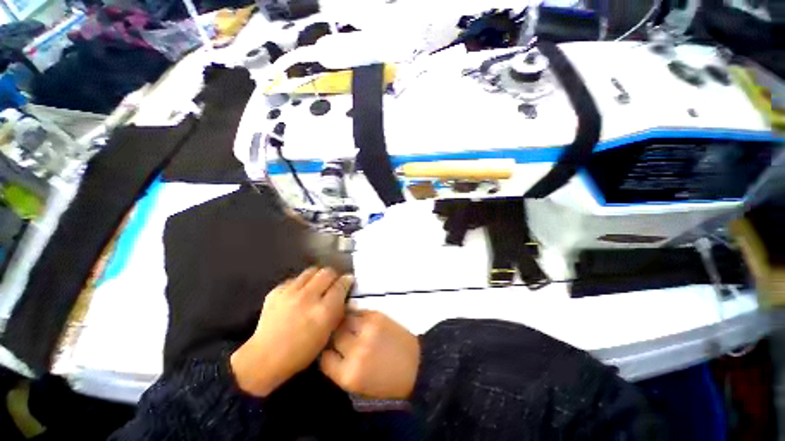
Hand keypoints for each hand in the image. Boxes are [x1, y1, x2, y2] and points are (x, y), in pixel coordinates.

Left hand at [231, 268, 352, 396]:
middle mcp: (308, 297)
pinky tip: (298, 294)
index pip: (341, 284)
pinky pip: (295, 279)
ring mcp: (290, 292)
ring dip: (317, 276)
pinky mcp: (276, 291)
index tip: (348, 281)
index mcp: (323, 311)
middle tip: (332, 283)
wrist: (264, 358)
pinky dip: (301, 283)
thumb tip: (343, 294)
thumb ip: (337, 311)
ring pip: (311, 271)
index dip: (347, 281)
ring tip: (316, 285)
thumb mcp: (327, 334)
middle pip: (327, 272)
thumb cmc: (301, 352)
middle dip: (333, 276)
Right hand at [320, 310, 419, 399]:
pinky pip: (357, 311)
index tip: (330, 351)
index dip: (326, 354)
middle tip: (338, 336)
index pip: (324, 358)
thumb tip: (328, 350)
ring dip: (343, 322)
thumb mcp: (358, 386)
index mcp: (348, 374)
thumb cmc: (387, 381)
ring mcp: (366, 329)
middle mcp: (355, 349)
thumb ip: (340, 369)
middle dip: (334, 336)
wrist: (415, 364)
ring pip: (343, 319)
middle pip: (333, 335)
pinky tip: (358, 319)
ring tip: (347, 325)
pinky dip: (355, 314)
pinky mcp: (376, 315)